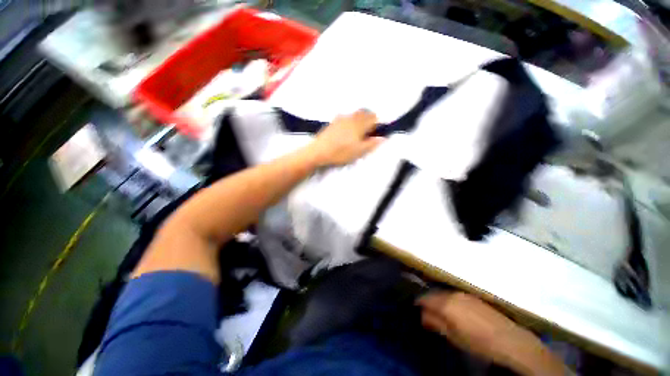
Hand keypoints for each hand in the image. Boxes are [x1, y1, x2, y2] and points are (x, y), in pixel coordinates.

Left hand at [307, 109, 384, 166]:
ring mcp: (341, 118)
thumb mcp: (359, 151)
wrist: (319, 151)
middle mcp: (351, 117)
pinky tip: (346, 130)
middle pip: (364, 112)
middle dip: (369, 119)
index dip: (377, 124)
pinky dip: (350, 120)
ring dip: (360, 118)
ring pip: (355, 114)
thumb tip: (383, 138)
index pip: (373, 118)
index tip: (376, 132)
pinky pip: (346, 117)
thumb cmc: (341, 152)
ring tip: (358, 131)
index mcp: (359, 124)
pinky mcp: (333, 121)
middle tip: (368, 130)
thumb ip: (372, 144)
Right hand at [418, 292, 567, 375]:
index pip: (424, 298)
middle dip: (428, 301)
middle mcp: (452, 294)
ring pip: (444, 293)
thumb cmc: (477, 341)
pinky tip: (455, 310)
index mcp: (445, 303)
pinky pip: (455, 295)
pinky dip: (450, 300)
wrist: (507, 339)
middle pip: (434, 294)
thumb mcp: (452, 336)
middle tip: (426, 312)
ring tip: (440, 311)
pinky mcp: (473, 296)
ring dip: (439, 300)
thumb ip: (435, 323)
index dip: (418, 303)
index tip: (415, 308)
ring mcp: (463, 294)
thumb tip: (422, 315)